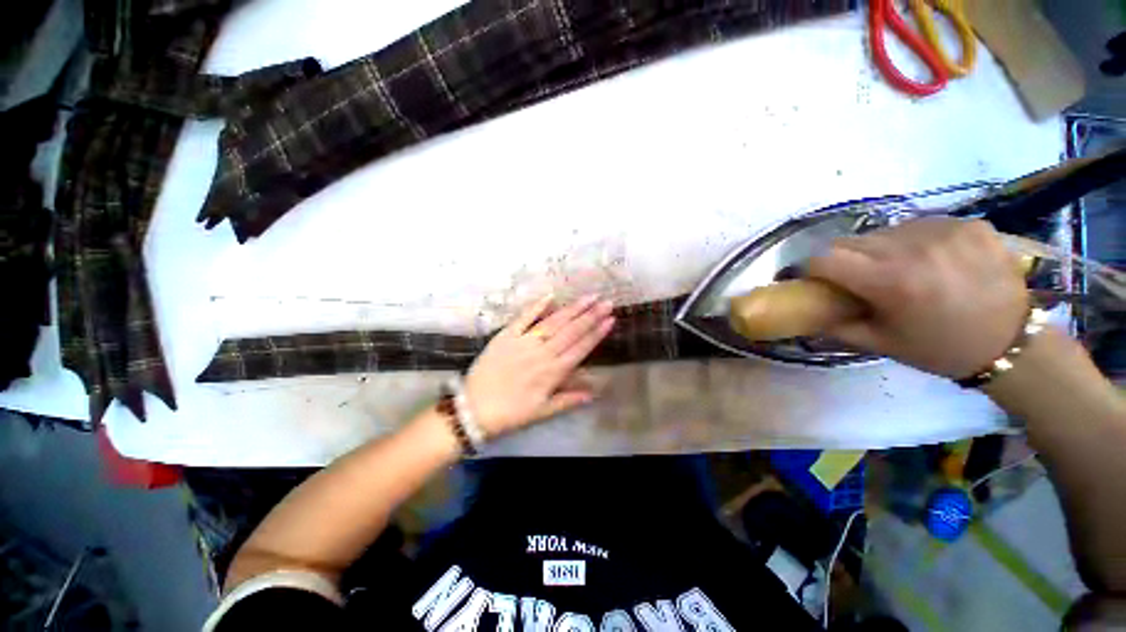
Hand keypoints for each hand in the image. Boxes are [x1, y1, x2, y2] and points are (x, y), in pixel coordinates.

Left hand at [464, 294, 614, 436]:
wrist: (473, 408)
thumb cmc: (511, 413)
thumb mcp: (543, 412)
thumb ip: (569, 399)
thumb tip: (596, 390)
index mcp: (553, 372)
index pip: (580, 348)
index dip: (597, 333)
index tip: (610, 320)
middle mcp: (542, 353)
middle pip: (571, 332)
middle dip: (591, 316)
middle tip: (606, 302)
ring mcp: (524, 342)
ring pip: (553, 323)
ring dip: (572, 309)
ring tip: (588, 297)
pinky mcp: (506, 335)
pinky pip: (523, 318)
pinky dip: (537, 306)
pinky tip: (551, 296)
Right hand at [807, 218, 1028, 378]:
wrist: (1014, 343)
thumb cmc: (940, 349)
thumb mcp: (879, 344)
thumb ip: (835, 323)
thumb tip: (807, 309)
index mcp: (890, 282)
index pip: (825, 258)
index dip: (811, 269)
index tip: (814, 280)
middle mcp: (914, 249)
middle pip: (851, 242)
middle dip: (843, 260)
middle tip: (855, 279)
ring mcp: (945, 231)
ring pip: (884, 232)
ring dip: (878, 250)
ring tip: (897, 270)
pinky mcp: (968, 223)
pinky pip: (918, 226)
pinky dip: (911, 242)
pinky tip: (928, 260)